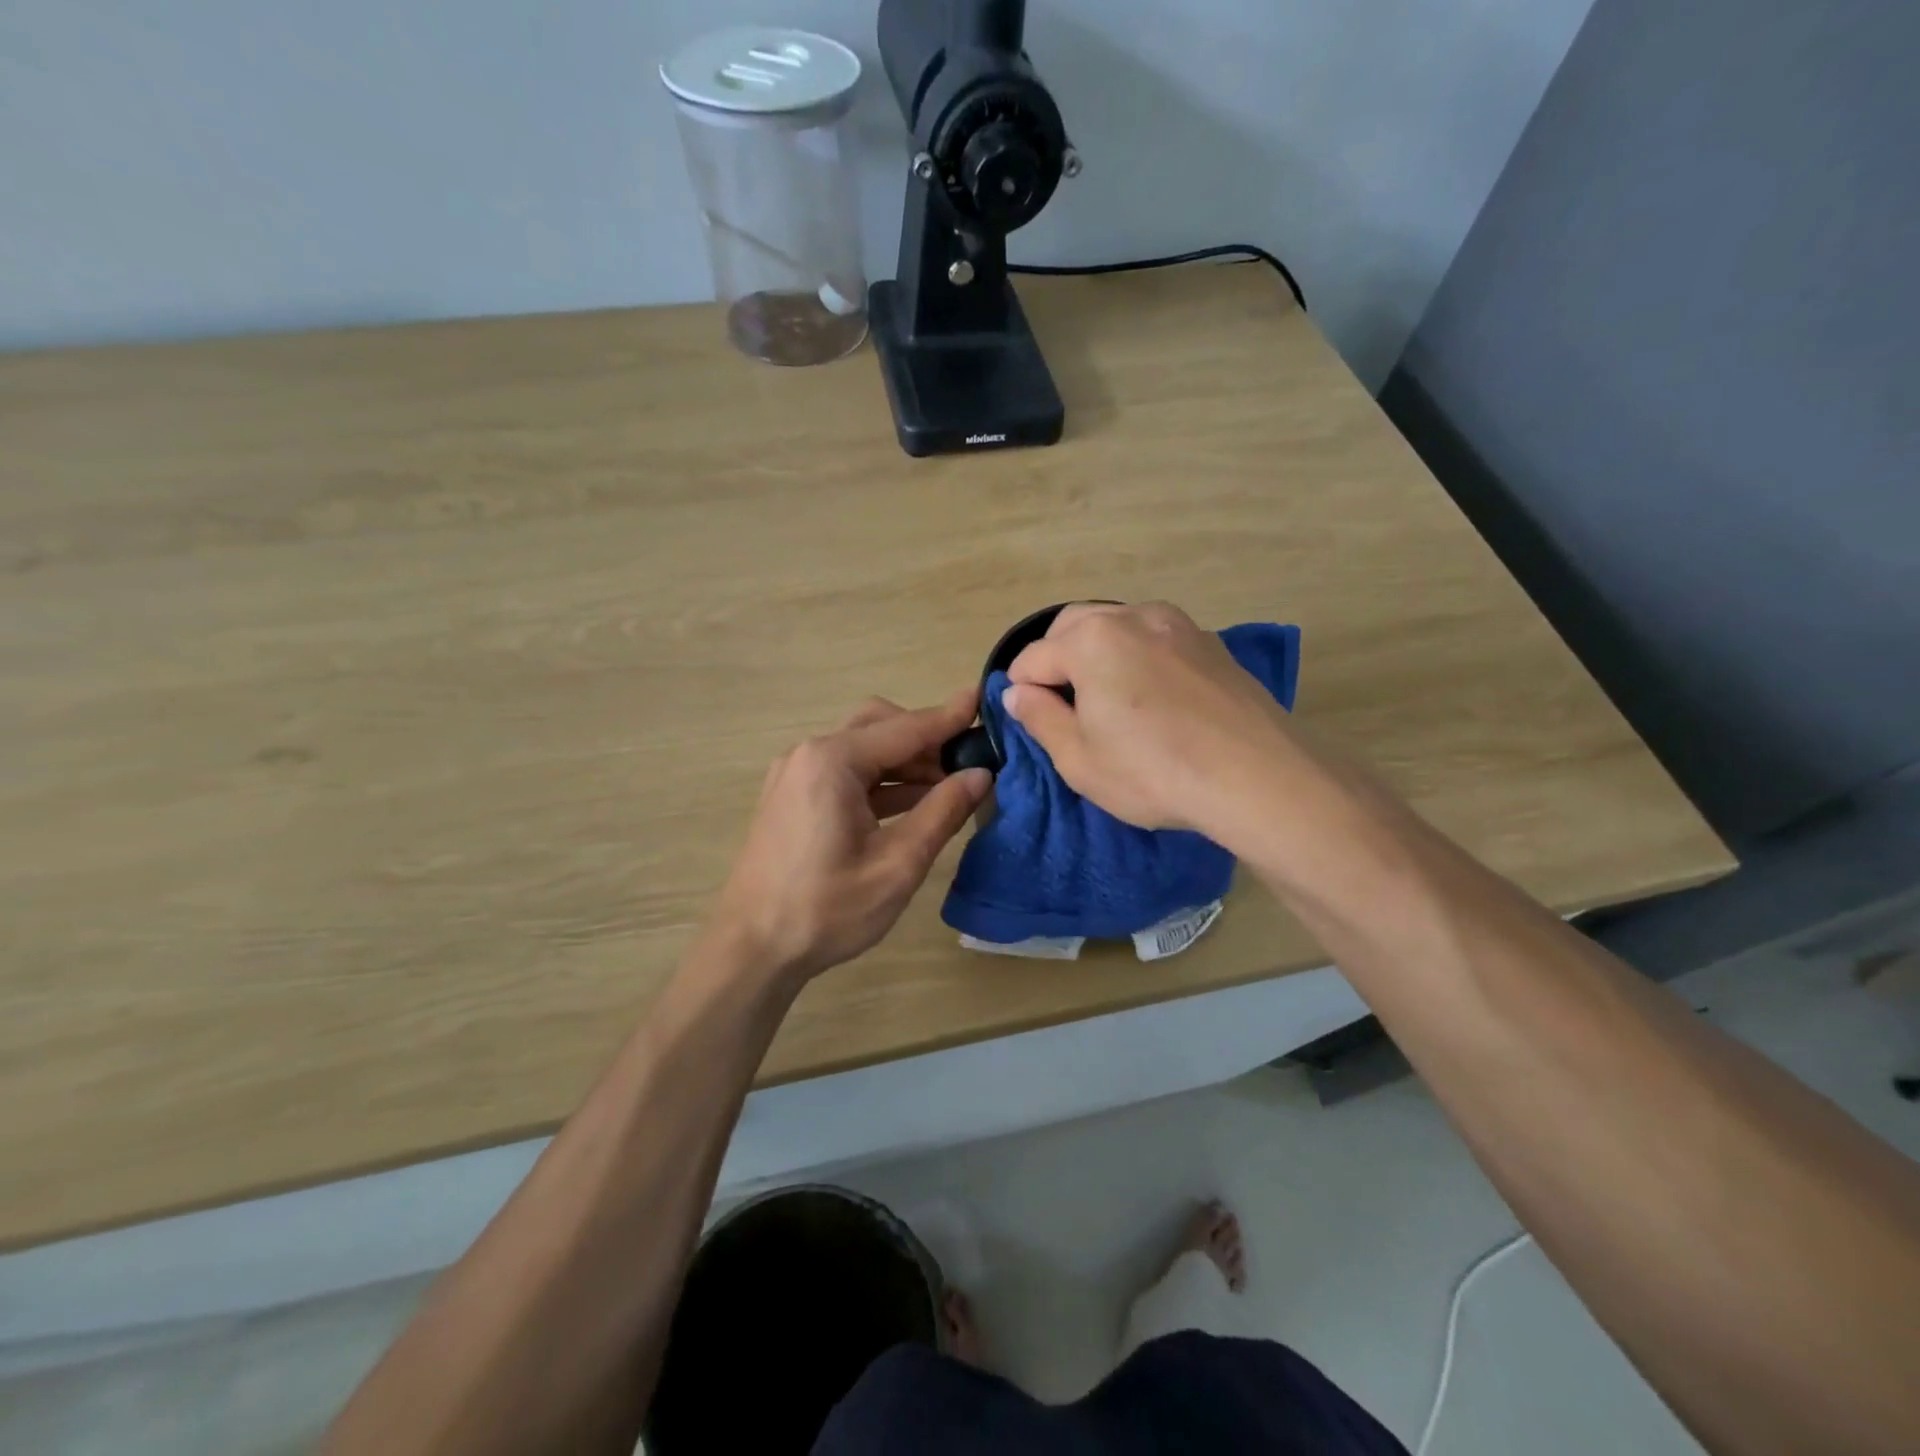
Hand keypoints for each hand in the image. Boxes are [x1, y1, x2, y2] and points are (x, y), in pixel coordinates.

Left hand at [707, 690, 991, 983]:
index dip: (949, 716)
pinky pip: (844, 771)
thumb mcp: (897, 865)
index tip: (984, 699)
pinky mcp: (792, 796)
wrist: (752, 949)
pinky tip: (911, 803)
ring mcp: (796, 774)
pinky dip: (880, 779)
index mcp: (833, 761)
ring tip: (948, 786)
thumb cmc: (826, 909)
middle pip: (880, 726)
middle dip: (925, 739)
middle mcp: (810, 754)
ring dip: (904, 761)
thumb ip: (942, 813)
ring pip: (862, 748)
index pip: (905, 727)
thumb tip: (981, 775)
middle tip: (967, 762)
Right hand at [1003, 602, 1293, 835]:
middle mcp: (1131, 616)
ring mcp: (1177, 623)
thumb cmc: (1154, 772)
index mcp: (1090, 640)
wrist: (1257, 777)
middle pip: (1071, 627)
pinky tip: (1152, 697)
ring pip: (1116, 625)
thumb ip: (1039, 718)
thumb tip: (1016, 692)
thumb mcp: (1079, 760)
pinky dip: (1137, 655)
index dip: (1021, 692)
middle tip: (1066, 709)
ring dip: (1096, 653)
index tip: (1032, 724)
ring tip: (1108, 701)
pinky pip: (1154, 637)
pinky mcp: (1210, 641)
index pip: (1031, 659)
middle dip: (1055, 660)